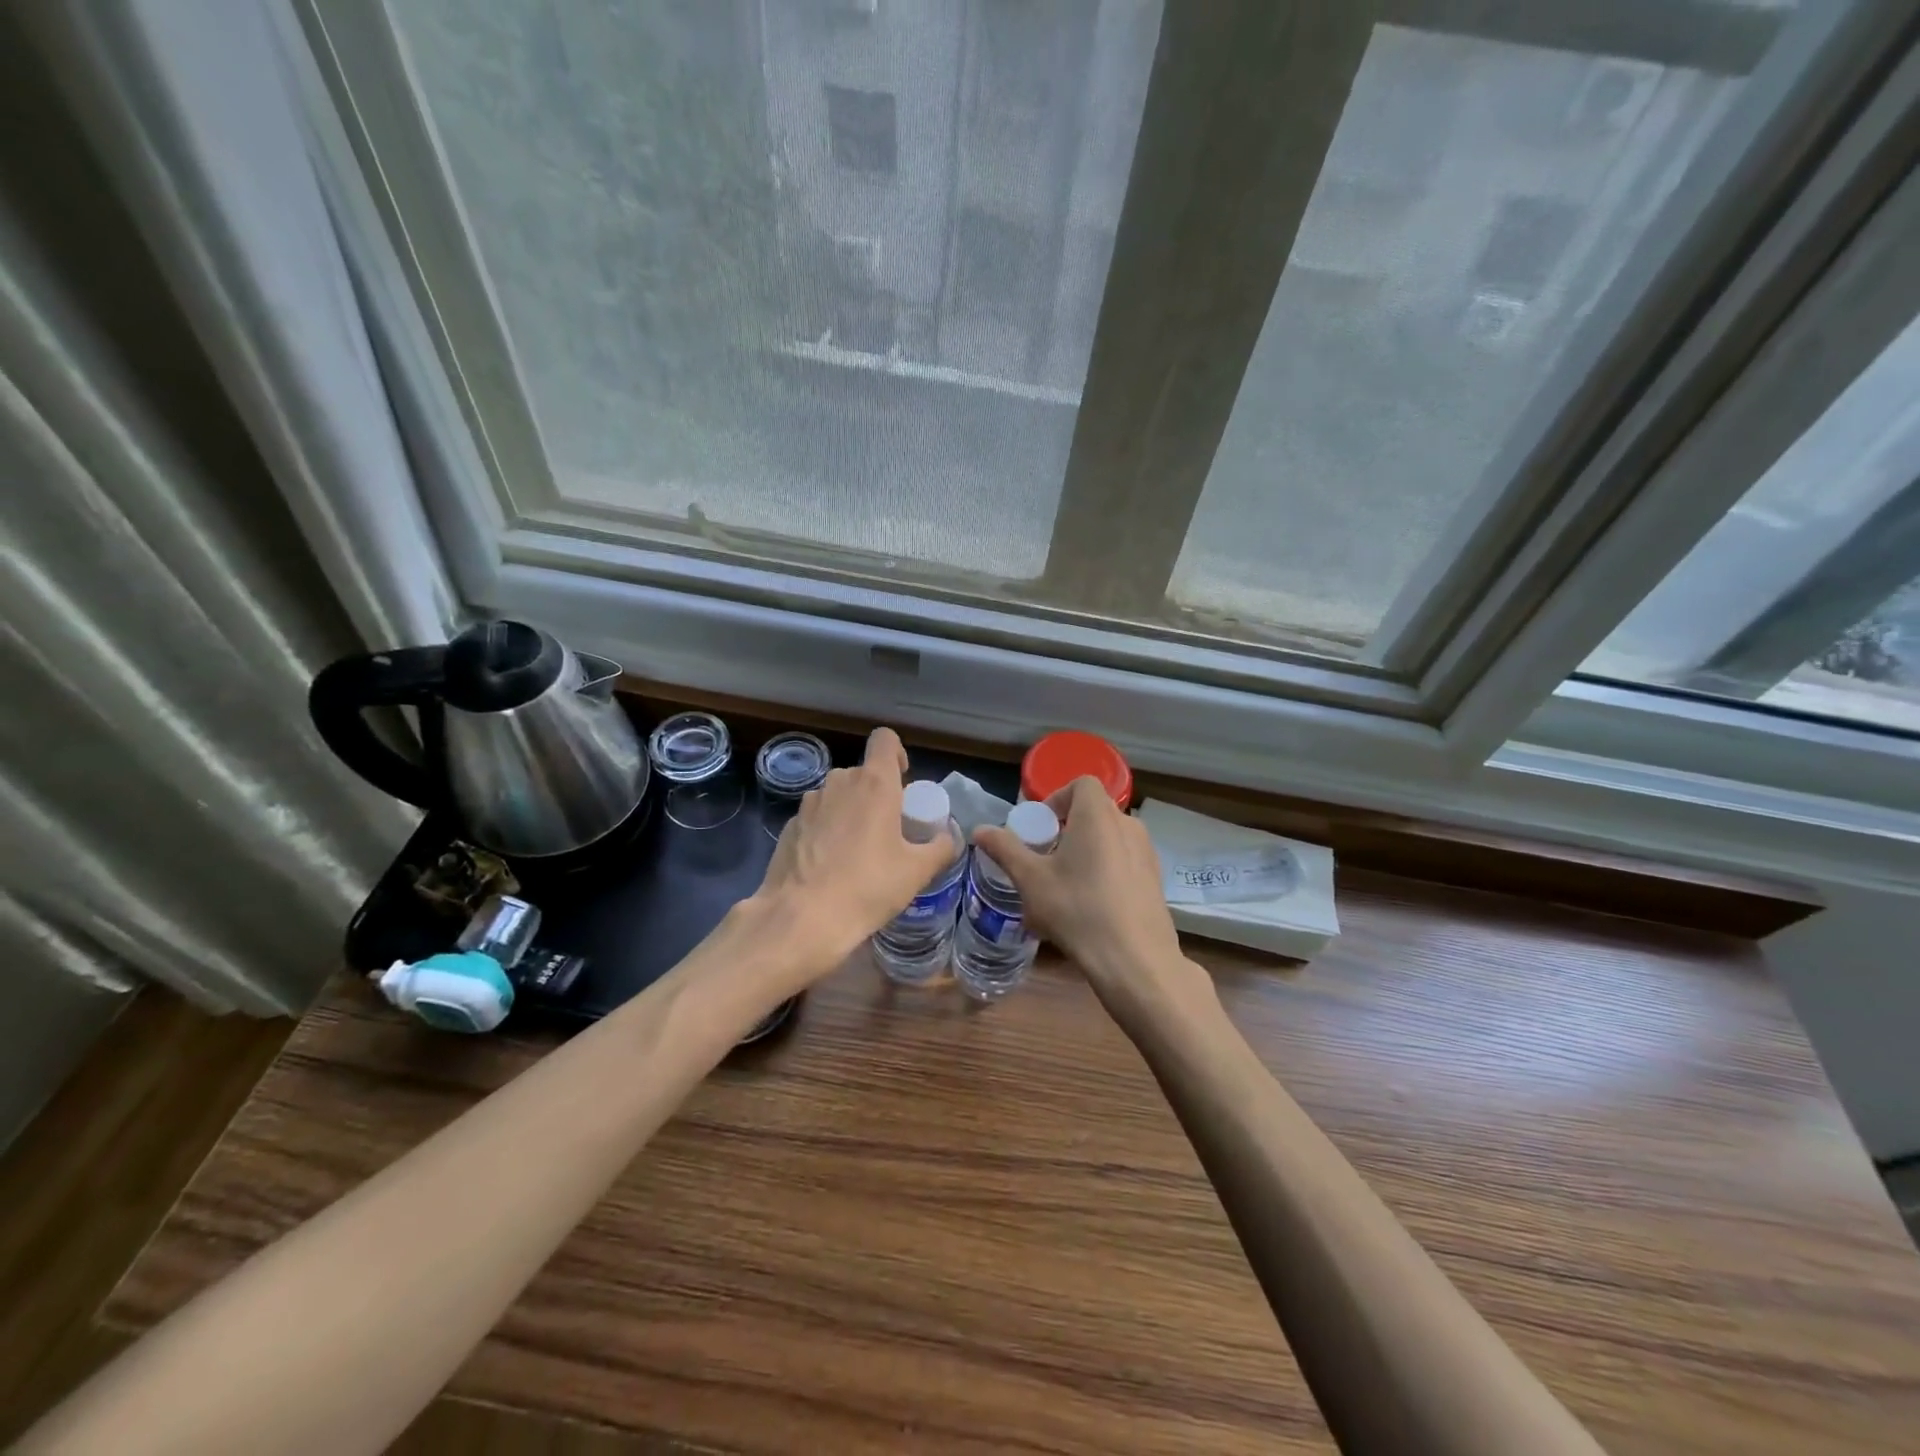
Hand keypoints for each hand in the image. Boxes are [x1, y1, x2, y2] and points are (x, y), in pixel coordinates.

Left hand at [748, 727, 954, 980]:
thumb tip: (949, 838)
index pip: (885, 740)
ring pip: (838, 796)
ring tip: (858, 854)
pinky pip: (816, 819)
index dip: (897, 754)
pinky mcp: (788, 827)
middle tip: (889, 832)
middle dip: (877, 795)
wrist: (800, 919)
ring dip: (850, 814)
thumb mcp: (917, 872)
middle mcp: (839, 782)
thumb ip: (940, 848)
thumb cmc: (867, 887)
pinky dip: (826, 833)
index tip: (903, 784)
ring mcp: (808, 803)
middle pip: (863, 774)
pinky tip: (830, 869)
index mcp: (874, 783)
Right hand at [973, 778, 1214, 1026]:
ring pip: (1109, 838)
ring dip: (1085, 851)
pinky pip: (1124, 861)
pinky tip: (1090, 907)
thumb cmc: (1077, 909)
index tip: (1040, 828)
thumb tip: (980, 830)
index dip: (1057, 798)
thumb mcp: (1031, 879)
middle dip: (1066, 828)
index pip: (1081, 783)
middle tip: (1045, 858)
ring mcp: (1147, 853)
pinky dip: (1104, 870)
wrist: (1135, 960)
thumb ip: (1005, 849)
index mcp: (1098, 815)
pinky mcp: (1155, 879)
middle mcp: (1128, 825)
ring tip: (1064, 886)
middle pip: (1094, 811)